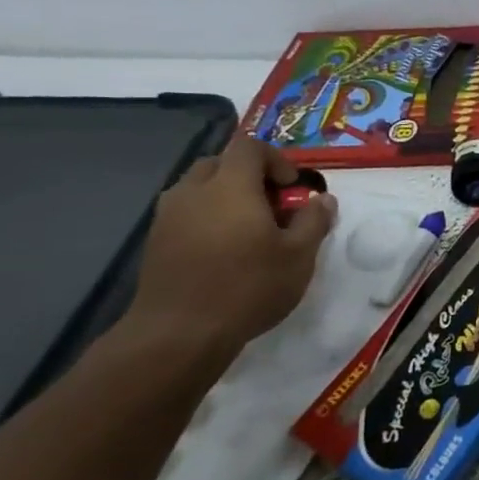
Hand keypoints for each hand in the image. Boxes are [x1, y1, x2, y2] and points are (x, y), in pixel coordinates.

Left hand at [126, 137, 336, 355]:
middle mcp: (193, 192)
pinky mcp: (155, 241)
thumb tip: (323, 199)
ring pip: (198, 187)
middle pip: (220, 163)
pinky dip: (207, 217)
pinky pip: (185, 212)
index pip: (249, 146)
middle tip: (272, 205)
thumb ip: (314, 221)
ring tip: (248, 229)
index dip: (276, 159)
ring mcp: (168, 216)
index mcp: (230, 187)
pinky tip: (224, 250)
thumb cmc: (249, 286)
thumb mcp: (299, 255)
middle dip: (249, 175)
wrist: (179, 333)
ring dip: (225, 196)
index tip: (292, 188)